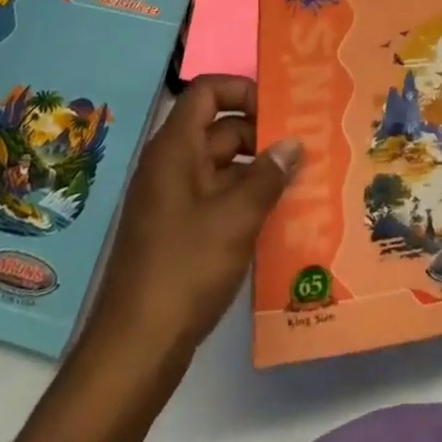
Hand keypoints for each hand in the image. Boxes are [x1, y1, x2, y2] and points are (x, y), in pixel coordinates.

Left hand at [88, 75, 301, 353]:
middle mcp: (171, 166)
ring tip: (303, 180)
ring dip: (259, 171)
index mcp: (176, 149)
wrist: (135, 350)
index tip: (280, 109)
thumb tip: (294, 143)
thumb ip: (269, 176)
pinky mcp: (178, 232)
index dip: (243, 90)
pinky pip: (217, 198)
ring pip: (223, 167)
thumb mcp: (237, 218)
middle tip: (306, 147)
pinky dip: (245, 200)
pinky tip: (279, 217)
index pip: (207, 92)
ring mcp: (172, 200)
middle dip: (262, 134)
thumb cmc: (185, 269)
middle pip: (220, 128)